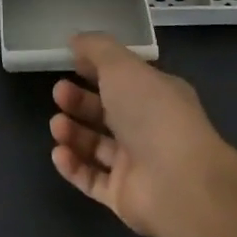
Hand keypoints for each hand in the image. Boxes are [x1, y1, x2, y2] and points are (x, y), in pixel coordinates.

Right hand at [49, 33, 236, 236]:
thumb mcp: (123, 66)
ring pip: (95, 146)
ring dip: (72, 132)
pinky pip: (91, 179)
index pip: (123, 81)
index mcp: (156, 96)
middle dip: (78, 101)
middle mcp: (148, 130)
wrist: (178, 183)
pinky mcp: (122, 196)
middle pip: (105, 113)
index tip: (70, 62)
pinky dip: (72, 166)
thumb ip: (97, 49)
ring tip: (58, 126)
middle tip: (59, 93)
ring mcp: (136, 165)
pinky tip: (59, 153)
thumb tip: (76, 40)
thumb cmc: (152, 114)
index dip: (96, 70)